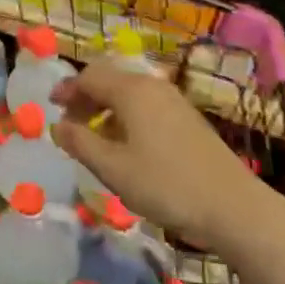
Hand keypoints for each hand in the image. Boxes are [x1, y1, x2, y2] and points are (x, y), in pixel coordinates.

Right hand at [52, 60, 263, 250]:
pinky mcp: (188, 118)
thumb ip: (80, 143)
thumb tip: (57, 126)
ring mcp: (173, 100)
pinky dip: (127, 115)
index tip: (51, 106)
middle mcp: (152, 86)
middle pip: (110, 79)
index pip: (89, 77)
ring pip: (130, 92)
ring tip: (95, 135)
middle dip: (86, 96)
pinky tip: (127, 144)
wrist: (233, 206)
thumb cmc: (166, 185)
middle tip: (70, 122)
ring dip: (107, 107)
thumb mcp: (113, 169)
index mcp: (131, 90)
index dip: (67, 90)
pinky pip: (147, 104)